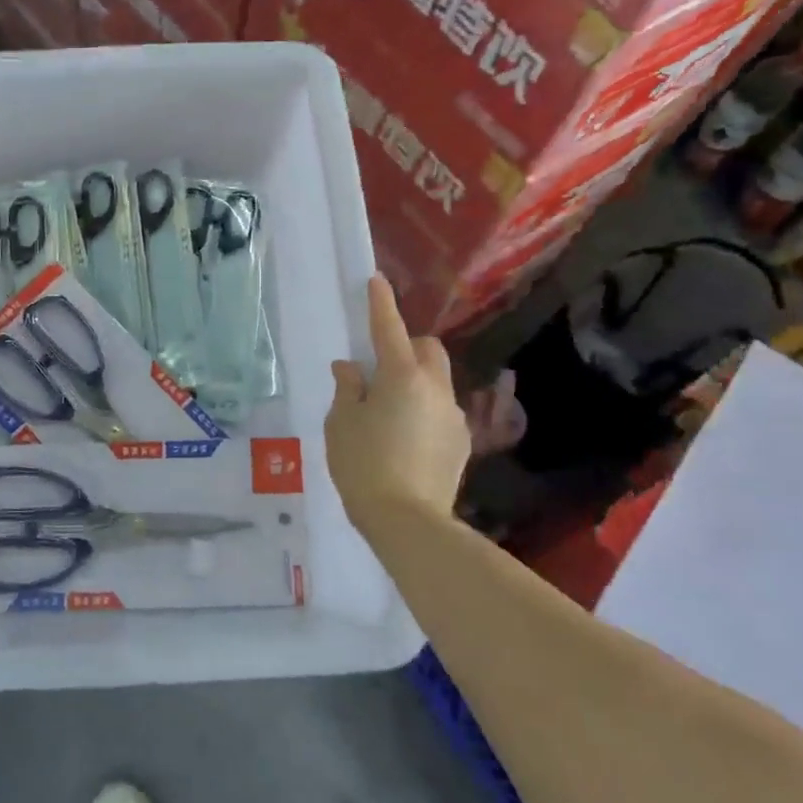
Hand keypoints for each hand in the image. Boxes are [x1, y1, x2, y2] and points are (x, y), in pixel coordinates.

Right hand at [325, 276, 473, 536]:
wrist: (408, 521)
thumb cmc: (363, 464)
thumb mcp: (341, 423)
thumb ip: (348, 388)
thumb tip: (352, 368)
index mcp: (401, 376)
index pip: (388, 328)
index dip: (380, 303)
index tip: (376, 281)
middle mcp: (435, 388)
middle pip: (427, 349)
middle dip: (406, 345)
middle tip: (378, 366)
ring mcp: (453, 415)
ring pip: (436, 381)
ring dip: (414, 381)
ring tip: (388, 411)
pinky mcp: (461, 441)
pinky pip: (440, 410)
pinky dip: (422, 409)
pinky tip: (404, 438)